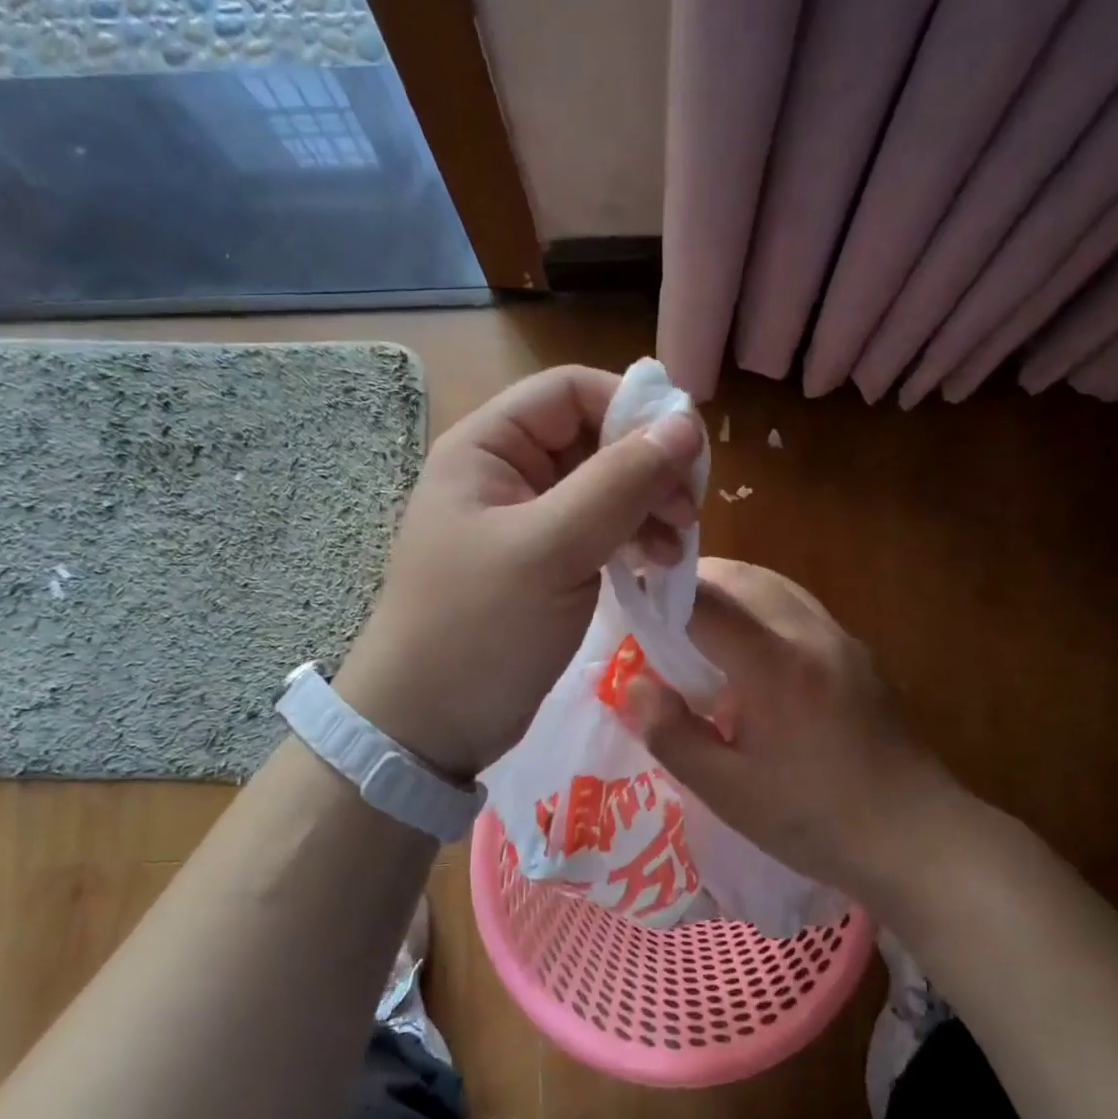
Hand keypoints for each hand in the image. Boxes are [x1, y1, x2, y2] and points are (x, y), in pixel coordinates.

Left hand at [333, 366, 703, 778]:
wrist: (429, 727)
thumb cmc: (479, 627)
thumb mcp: (552, 549)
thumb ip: (620, 482)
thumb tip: (687, 424)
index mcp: (488, 448)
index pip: (570, 391)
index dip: (631, 407)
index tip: (686, 451)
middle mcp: (506, 472)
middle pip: (593, 437)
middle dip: (647, 466)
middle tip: (688, 511)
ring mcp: (526, 520)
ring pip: (603, 486)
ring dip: (647, 506)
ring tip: (677, 546)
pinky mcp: (544, 562)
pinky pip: (599, 529)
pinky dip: (632, 539)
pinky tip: (656, 564)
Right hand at [622, 558, 967, 901]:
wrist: (917, 837)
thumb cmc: (815, 820)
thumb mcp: (728, 792)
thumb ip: (672, 735)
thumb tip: (632, 687)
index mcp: (775, 665)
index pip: (706, 603)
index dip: (662, 596)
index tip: (632, 603)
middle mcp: (811, 634)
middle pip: (745, 577)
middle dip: (698, 582)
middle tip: (663, 613)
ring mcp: (843, 639)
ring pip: (777, 586)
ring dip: (734, 590)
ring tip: (703, 625)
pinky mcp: (860, 654)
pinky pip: (801, 608)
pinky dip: (765, 608)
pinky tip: (755, 653)